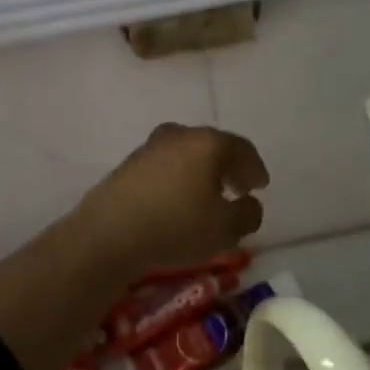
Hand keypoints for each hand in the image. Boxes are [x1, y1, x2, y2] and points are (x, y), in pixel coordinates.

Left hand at [72, 124, 269, 275]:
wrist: (108, 234)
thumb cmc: (175, 226)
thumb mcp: (225, 229)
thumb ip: (248, 214)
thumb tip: (250, 203)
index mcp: (208, 143)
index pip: (241, 148)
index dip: (255, 168)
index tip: (260, 186)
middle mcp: (180, 135)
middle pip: (213, 146)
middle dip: (229, 167)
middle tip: (238, 188)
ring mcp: (150, 146)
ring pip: (187, 154)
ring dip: (202, 171)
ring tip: (208, 196)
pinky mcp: (129, 164)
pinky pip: (166, 165)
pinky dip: (179, 177)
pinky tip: (178, 200)